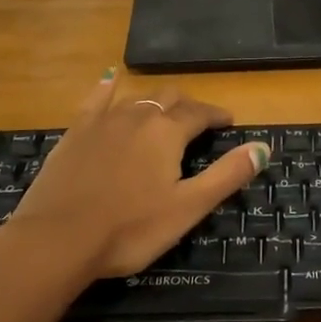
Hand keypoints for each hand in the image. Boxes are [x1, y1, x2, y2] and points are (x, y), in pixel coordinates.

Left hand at [0, 72, 269, 285]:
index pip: (199, 113)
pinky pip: (96, 99)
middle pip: (169, 98)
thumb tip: (264, 147)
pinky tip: (110, 81)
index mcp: (167, 133)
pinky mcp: (75, 132)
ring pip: (137, 98)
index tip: (229, 121)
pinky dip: (108, 88)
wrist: (56, 240)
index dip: (217, 115)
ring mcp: (102, 121)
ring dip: (155, 101)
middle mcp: (137, 116)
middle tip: (199, 121)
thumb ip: (227, 175)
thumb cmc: (129, 229)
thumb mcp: (188, 207)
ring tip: (164, 111)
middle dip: (188, 106)